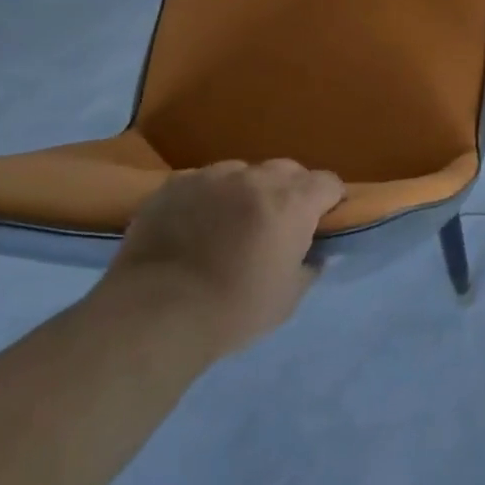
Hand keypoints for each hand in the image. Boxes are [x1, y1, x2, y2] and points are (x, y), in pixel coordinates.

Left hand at [101, 159, 344, 356]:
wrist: (154, 314)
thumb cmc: (233, 310)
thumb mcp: (288, 298)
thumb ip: (309, 266)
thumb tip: (315, 253)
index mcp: (293, 201)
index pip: (328, 182)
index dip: (329, 201)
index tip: (320, 224)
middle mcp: (257, 177)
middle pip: (287, 170)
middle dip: (290, 192)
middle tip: (276, 226)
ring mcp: (212, 176)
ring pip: (243, 173)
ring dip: (246, 191)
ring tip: (229, 224)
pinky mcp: (174, 184)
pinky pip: (203, 182)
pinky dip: (207, 198)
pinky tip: (193, 226)